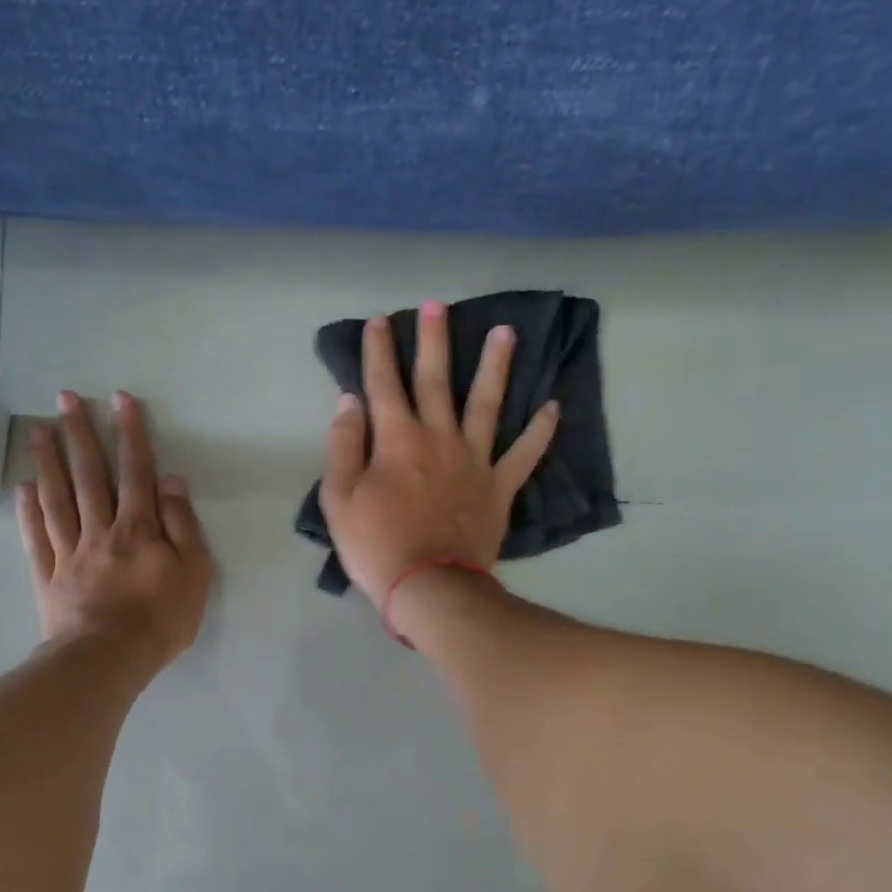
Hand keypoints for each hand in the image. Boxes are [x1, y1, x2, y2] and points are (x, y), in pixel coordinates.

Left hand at [16, 390, 211, 665]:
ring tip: (40, 430)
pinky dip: (27, 511)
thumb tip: (170, 481)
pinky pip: (36, 537)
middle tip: (64, 398)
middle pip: (89, 475)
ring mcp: (69, 552)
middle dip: (80, 434)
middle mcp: (100, 530)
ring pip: (57, 498)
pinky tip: (22, 488)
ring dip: (49, 462)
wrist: (110, 657)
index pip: (135, 471)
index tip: (120, 399)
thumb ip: (182, 524)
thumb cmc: (161, 618)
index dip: (130, 434)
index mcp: (138, 528)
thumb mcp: (193, 572)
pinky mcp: (48, 576)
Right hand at [318, 302, 558, 601]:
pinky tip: (553, 407)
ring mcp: (475, 461)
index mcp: (397, 439)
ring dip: (495, 366)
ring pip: (487, 404)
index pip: (384, 384)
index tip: (380, 321)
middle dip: (434, 340)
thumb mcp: (339, 498)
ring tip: (506, 332)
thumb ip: (343, 446)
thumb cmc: (376, 545)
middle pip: (436, 380)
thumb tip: (350, 402)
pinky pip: (524, 454)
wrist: (428, 587)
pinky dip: (539, 431)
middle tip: (437, 305)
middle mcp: (439, 438)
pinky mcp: (499, 488)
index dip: (379, 350)